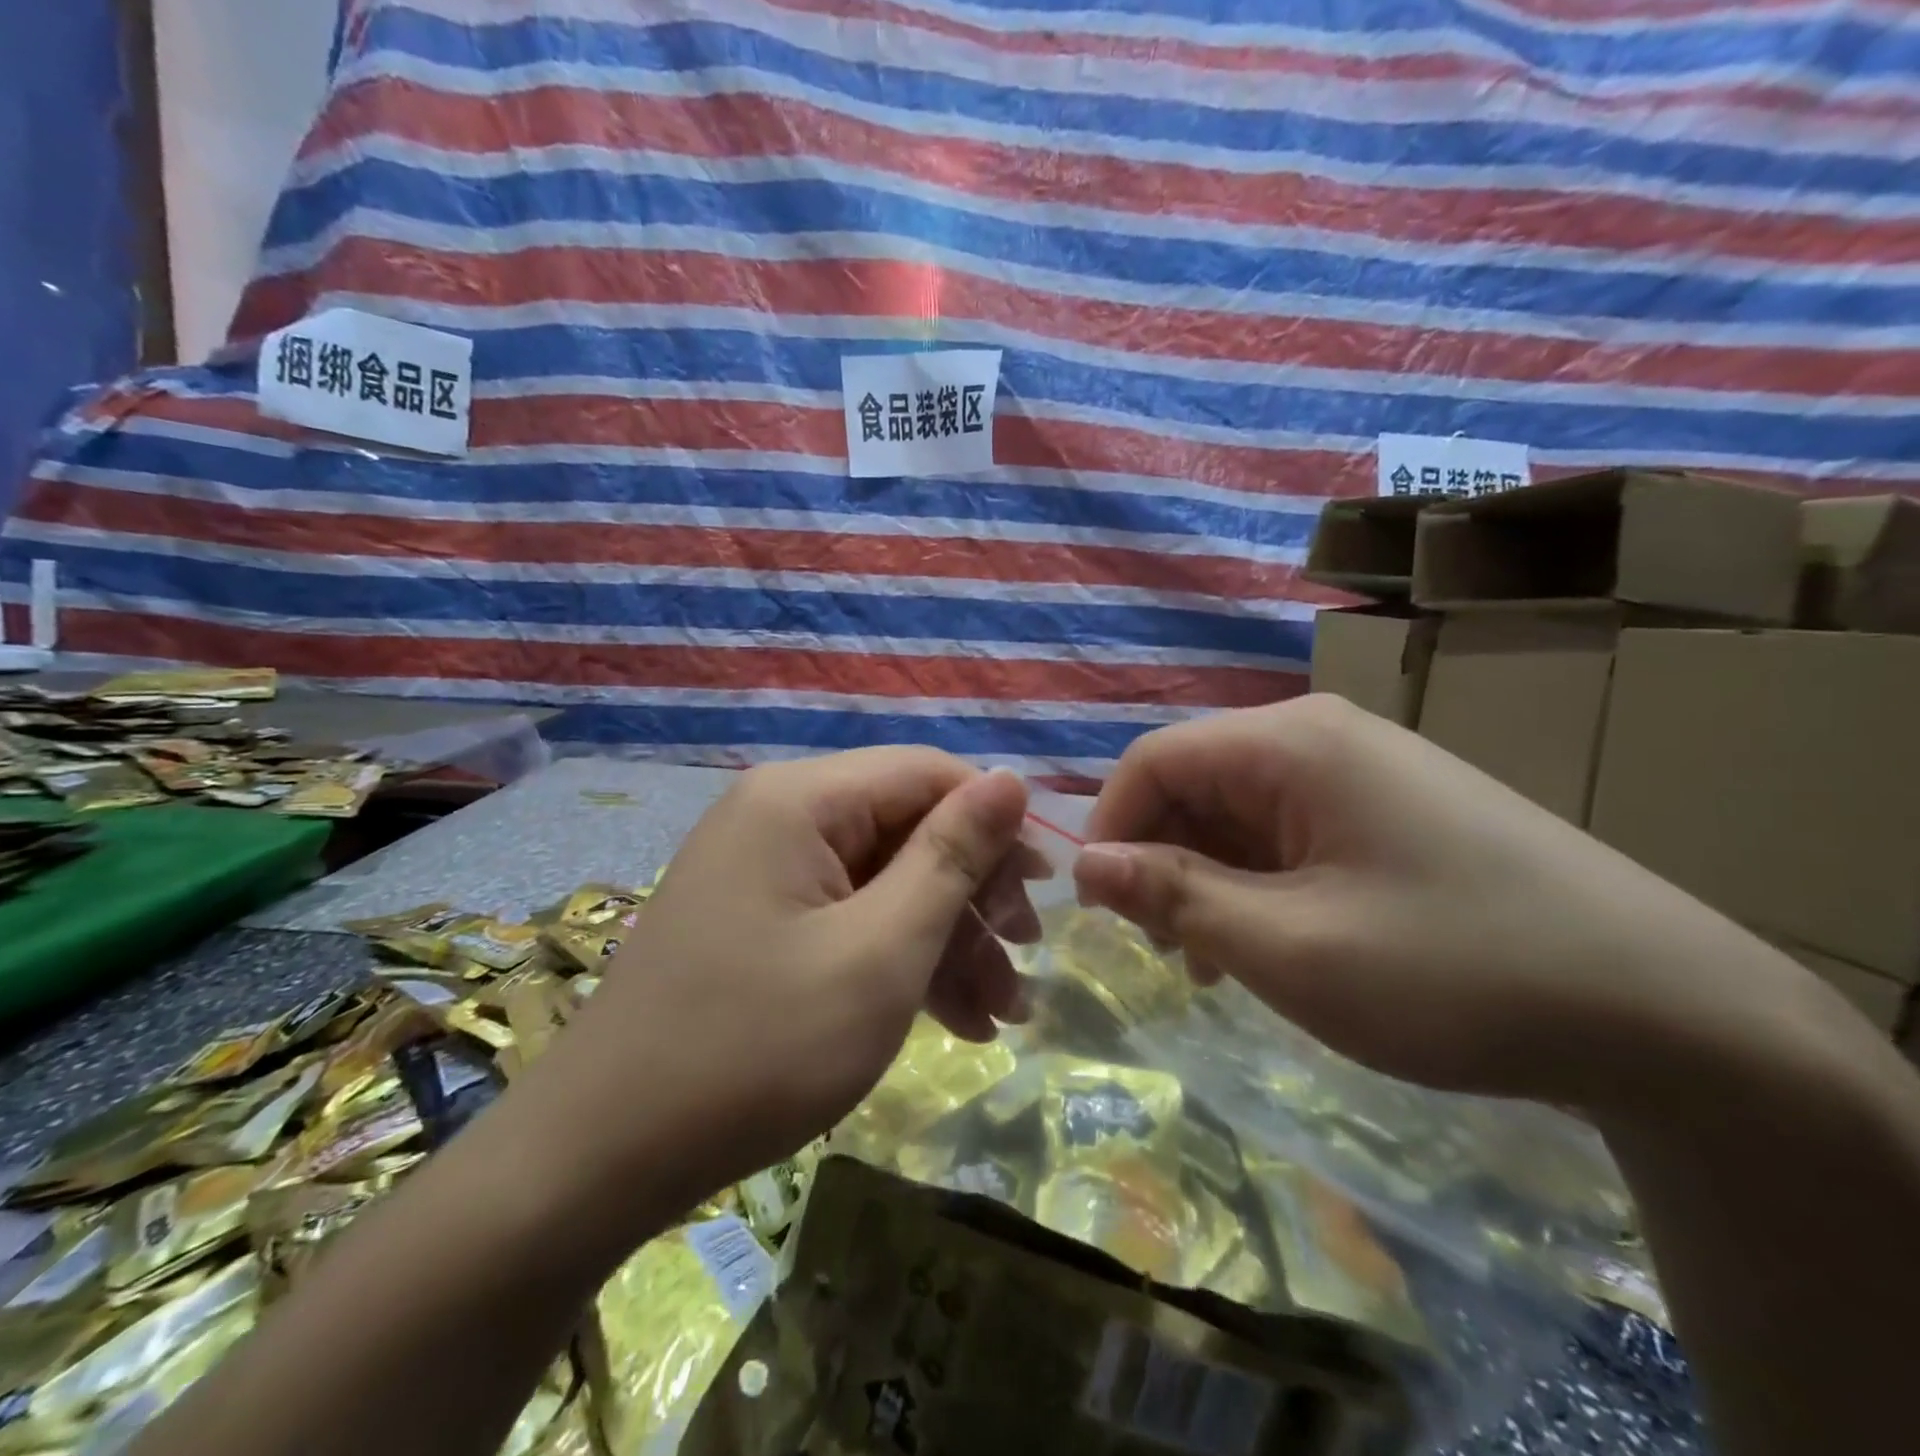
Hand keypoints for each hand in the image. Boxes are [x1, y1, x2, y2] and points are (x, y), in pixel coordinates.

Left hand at [539, 749, 1035, 1209]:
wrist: (602, 1158)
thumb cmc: (757, 1049)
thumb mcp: (880, 952)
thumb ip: (950, 857)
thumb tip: (1010, 780)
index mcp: (801, 799)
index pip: (928, 773)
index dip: (995, 824)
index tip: (1043, 893)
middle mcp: (779, 816)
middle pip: (906, 828)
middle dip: (972, 896)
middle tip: (1024, 960)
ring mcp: (764, 871)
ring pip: (883, 881)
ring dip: (946, 939)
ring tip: (1001, 1012)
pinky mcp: (758, 921)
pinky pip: (846, 917)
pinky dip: (898, 960)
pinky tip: (952, 1020)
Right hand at [1074, 695, 1810, 1102]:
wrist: (1673, 1015)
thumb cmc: (1455, 972)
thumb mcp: (1290, 947)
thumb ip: (1173, 897)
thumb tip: (1086, 865)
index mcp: (1292, 743)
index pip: (1152, 760)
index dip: (1109, 828)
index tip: (1100, 909)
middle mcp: (1321, 736)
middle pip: (1195, 781)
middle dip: (1160, 859)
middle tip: (1164, 949)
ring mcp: (1363, 769)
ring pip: (1238, 811)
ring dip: (1207, 878)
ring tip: (1214, 960)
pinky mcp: (1391, 808)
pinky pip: (1288, 830)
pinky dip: (1257, 882)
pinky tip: (1272, 941)